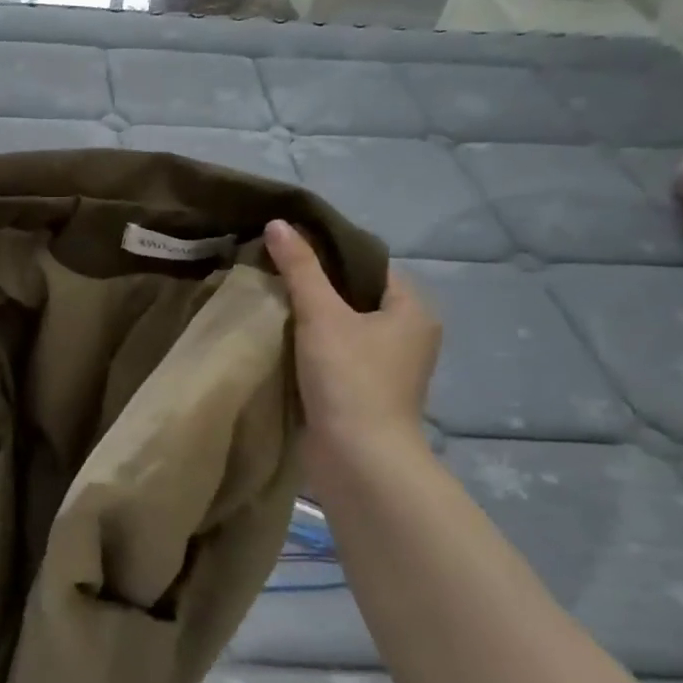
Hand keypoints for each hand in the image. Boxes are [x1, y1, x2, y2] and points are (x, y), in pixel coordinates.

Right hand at [264, 219, 441, 473]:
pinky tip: (280, 340)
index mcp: (412, 309)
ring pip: (344, 327)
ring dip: (311, 318)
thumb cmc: (350, 379)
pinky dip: (312, 346)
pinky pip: (336, 354)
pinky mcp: (365, 392)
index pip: (370, 264)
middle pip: (355, 295)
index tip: (290, 249)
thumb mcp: (322, 315)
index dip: (331, 253)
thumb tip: (278, 223)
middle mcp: (408, 335)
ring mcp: (388, 367)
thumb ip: (300, 268)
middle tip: (273, 272)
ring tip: (270, 301)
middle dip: (316, 286)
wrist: (359, 459)